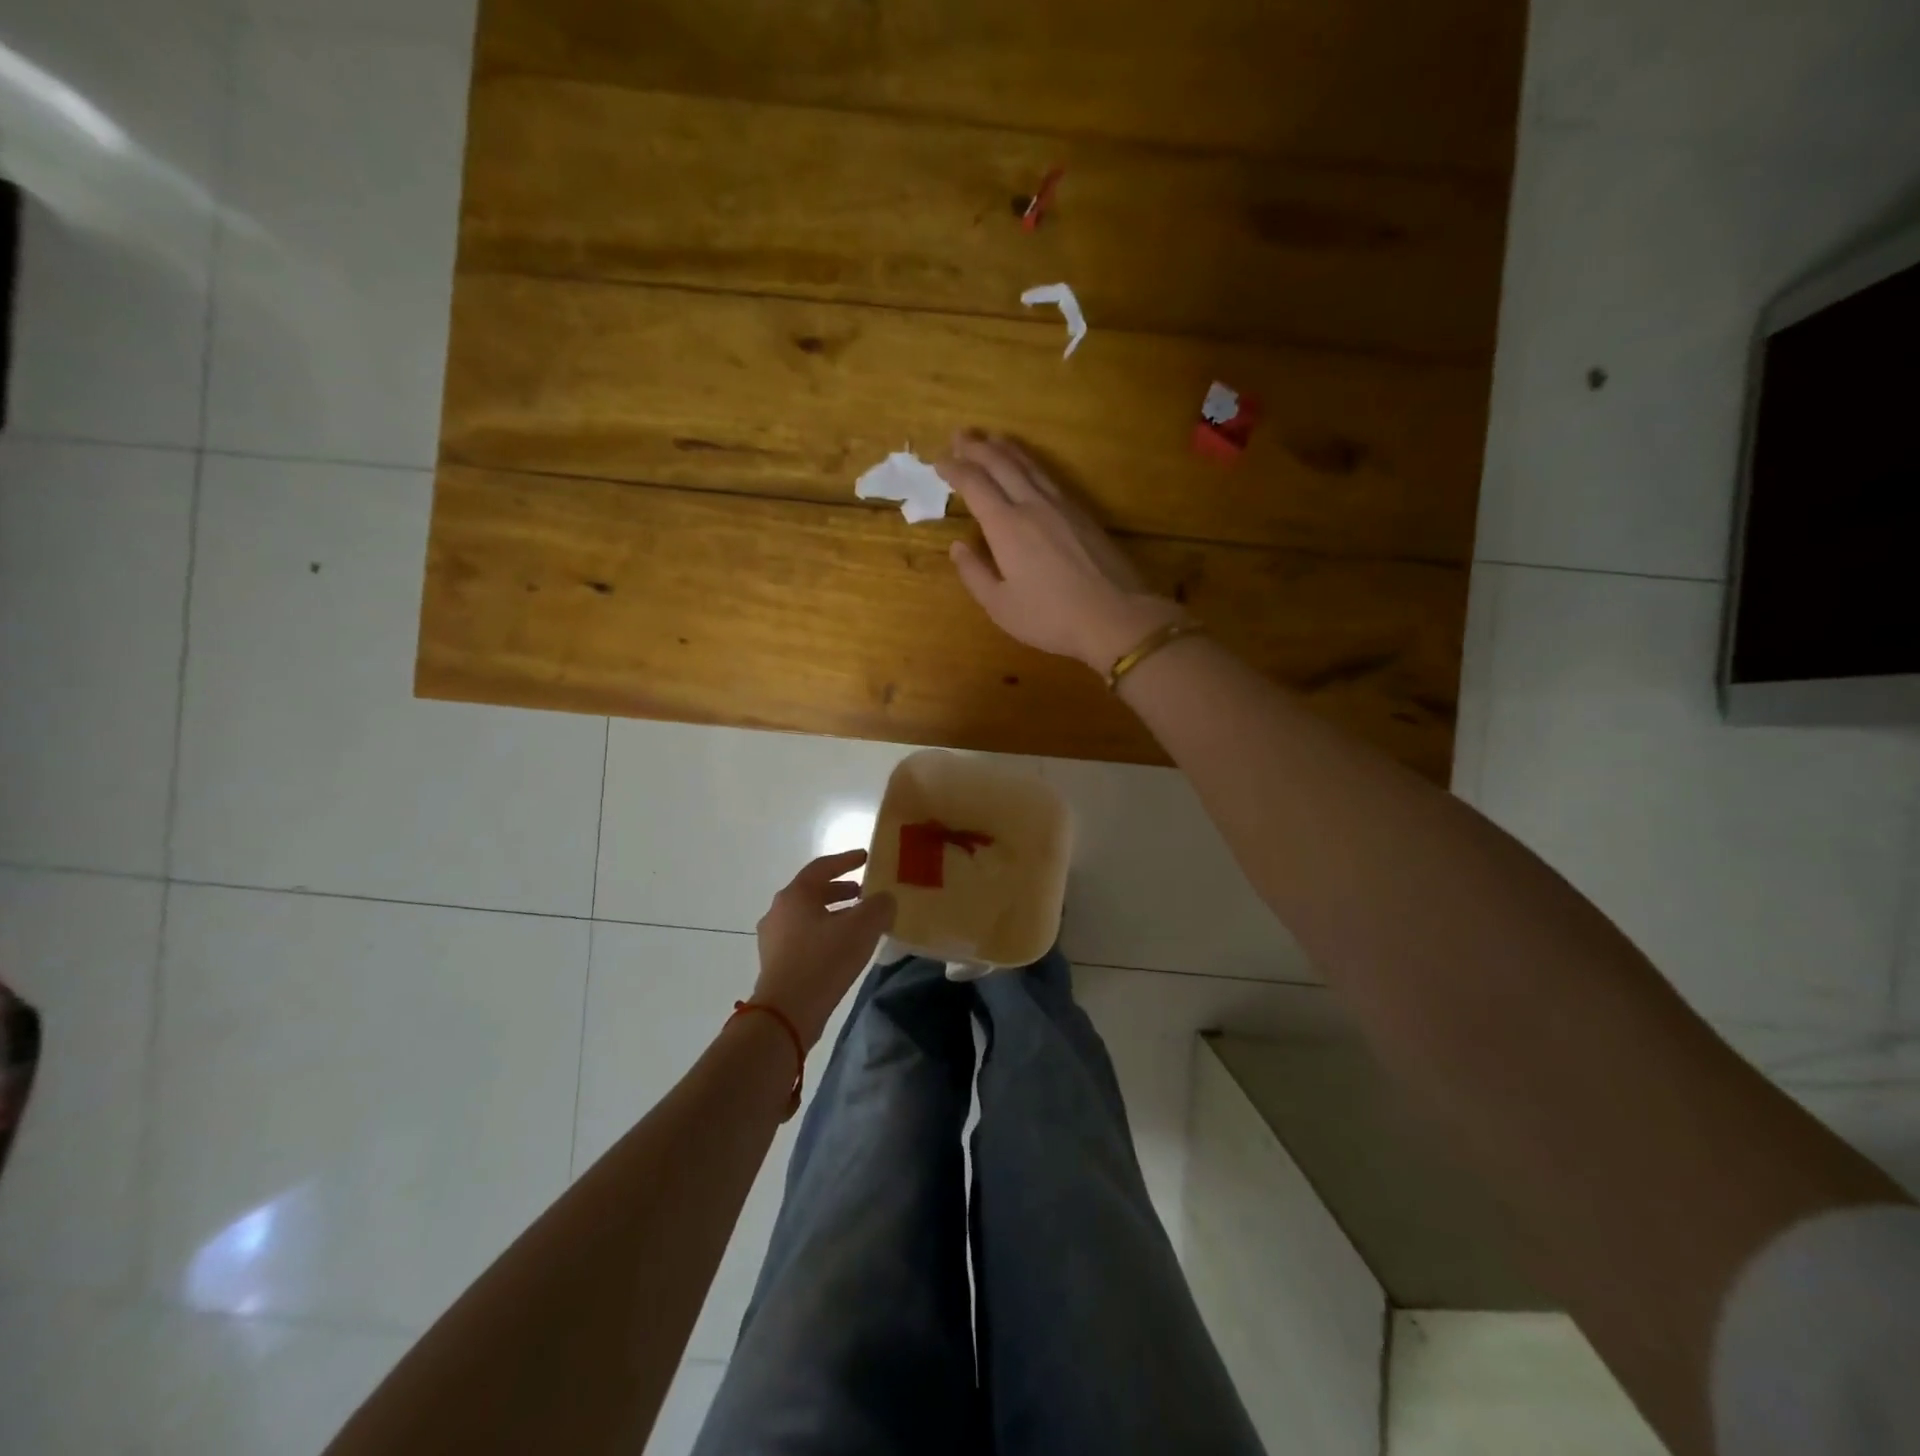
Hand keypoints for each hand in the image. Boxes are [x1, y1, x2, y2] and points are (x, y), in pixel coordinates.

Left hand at [752, 850, 895, 1047]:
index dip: (847, 860)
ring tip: (858, 923)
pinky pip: (803, 937)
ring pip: (808, 916)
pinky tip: (842, 949)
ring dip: (833, 914)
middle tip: (864, 893)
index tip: (866, 857)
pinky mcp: (775, 962)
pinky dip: (824, 934)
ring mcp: (773, 938)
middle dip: (840, 890)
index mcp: (795, 894)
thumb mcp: (862, 928)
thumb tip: (885, 899)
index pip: (822, 866)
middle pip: (813, 891)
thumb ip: (879, 906)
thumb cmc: (823, 961)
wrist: (786, 1013)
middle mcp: (779, 910)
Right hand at [938, 432, 1185, 672]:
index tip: (938, 461)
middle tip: (958, 435)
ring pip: (1028, 465)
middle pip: (1001, 463)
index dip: (954, 469)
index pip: (974, 484)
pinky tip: (1028, 467)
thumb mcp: (1001, 606)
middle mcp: (1032, 504)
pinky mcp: (1082, 512)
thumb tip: (957, 546)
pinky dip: (1030, 462)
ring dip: (1005, 448)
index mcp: (1006, 526)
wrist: (1115, 615)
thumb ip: (974, 574)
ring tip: (990, 438)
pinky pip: (1048, 475)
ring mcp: (1061, 505)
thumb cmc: (1051, 617)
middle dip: (976, 447)